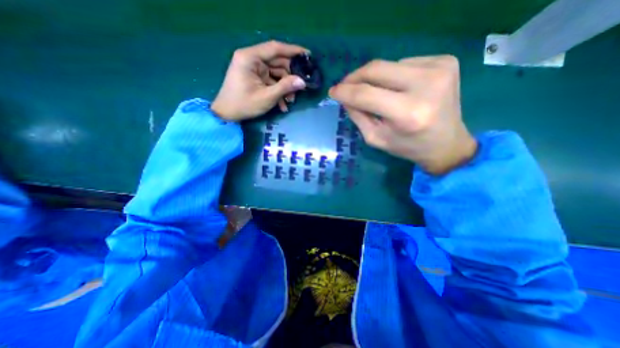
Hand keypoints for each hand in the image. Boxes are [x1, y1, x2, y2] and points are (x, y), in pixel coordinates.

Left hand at [214, 39, 309, 120]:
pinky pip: (271, 81)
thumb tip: (303, 82)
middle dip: (290, 77)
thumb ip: (285, 87)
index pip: (275, 48)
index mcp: (250, 57)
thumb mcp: (267, 97)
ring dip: (285, 87)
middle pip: (277, 62)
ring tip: (291, 101)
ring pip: (276, 74)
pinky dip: (278, 91)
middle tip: (301, 87)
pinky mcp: (255, 78)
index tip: (308, 55)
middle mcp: (252, 59)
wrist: (227, 115)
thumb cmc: (244, 104)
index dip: (293, 51)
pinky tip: (283, 105)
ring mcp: (254, 69)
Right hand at [332, 56, 475, 175]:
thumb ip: (358, 116)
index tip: (332, 92)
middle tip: (344, 86)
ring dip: (374, 78)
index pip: (366, 94)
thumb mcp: (376, 138)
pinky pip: (404, 63)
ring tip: (373, 93)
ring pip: (389, 64)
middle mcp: (426, 85)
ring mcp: (440, 68)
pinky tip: (397, 89)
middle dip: (355, 77)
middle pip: (376, 69)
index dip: (345, 91)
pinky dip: (393, 75)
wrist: (447, 144)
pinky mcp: (446, 60)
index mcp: (408, 113)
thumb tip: (344, 96)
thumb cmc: (408, 147)